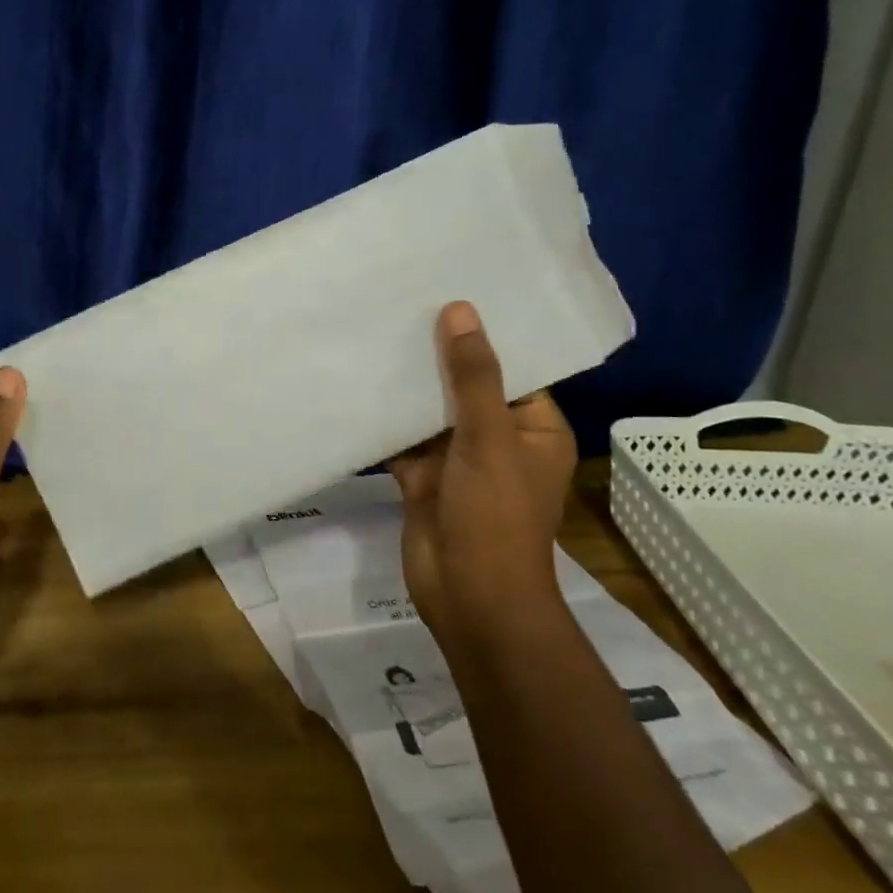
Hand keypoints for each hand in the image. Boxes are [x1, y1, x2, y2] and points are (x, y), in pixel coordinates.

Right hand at [388, 302, 576, 651]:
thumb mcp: (488, 437)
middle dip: (438, 356)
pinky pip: (404, 438)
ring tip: (378, 331)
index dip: (484, 336)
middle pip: (466, 388)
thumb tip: (461, 310)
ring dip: (409, 385)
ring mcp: (458, 461)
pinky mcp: (423, 478)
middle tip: (405, 303)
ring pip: (431, 413)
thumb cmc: (495, 515)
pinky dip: (386, 418)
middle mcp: (498, 440)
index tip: (452, 295)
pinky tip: (359, 381)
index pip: (512, 370)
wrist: (469, 597)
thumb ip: (472, 376)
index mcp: (533, 429)